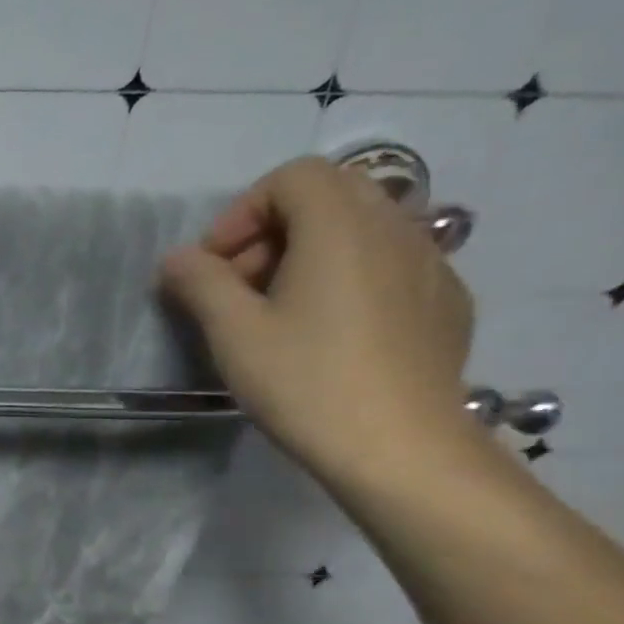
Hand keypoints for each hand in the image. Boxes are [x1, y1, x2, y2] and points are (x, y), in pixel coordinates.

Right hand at [158, 155, 477, 490]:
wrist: (399, 445)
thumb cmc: (305, 381)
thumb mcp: (233, 332)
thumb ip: (200, 283)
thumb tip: (177, 259)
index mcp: (341, 227)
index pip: (292, 178)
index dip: (242, 212)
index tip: (215, 265)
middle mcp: (395, 229)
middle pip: (330, 197)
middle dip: (274, 231)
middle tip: (240, 287)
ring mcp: (431, 264)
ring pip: (363, 231)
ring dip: (311, 254)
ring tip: (280, 312)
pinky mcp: (446, 302)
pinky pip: (390, 266)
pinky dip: (349, 279)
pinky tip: (331, 332)